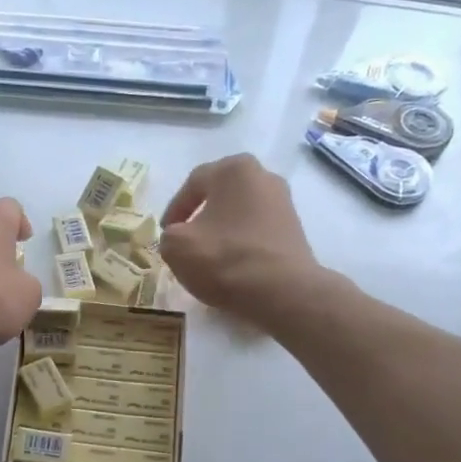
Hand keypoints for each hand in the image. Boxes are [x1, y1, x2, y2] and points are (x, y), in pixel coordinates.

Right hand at [160, 154, 322, 324]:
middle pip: (220, 195)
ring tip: (207, 256)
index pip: (193, 183)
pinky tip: (231, 265)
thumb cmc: (224, 259)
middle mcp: (264, 176)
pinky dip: (240, 243)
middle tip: (185, 240)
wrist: (282, 291)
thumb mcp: (176, 246)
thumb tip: (179, 237)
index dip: (174, 209)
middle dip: (200, 216)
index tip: (165, 233)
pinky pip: (256, 230)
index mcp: (234, 169)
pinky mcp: (294, 229)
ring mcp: (284, 202)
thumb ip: (169, 235)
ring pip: (239, 213)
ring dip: (221, 230)